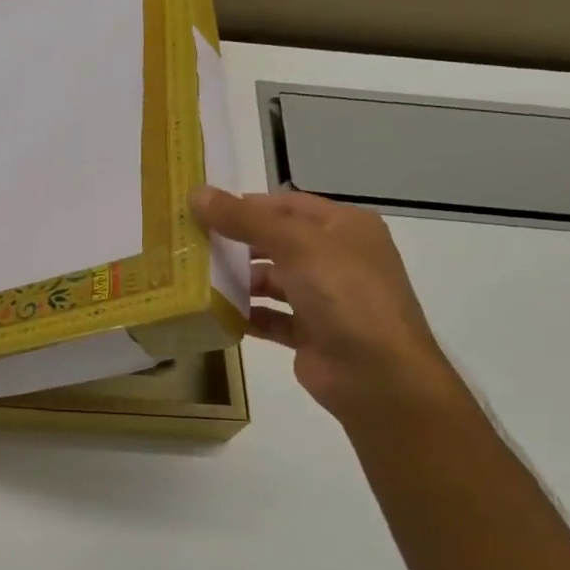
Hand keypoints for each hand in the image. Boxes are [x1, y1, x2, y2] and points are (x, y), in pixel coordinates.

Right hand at [192, 187, 461, 418]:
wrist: (378, 376)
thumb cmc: (344, 294)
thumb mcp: (295, 245)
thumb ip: (244, 219)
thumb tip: (196, 193)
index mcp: (344, 227)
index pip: (287, 205)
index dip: (246, 205)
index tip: (201, 211)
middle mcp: (337, 258)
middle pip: (277, 241)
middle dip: (237, 243)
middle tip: (191, 245)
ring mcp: (325, 298)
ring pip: (273, 281)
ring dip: (239, 280)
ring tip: (197, 279)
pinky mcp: (311, 334)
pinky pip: (272, 317)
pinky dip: (247, 314)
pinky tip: (217, 313)